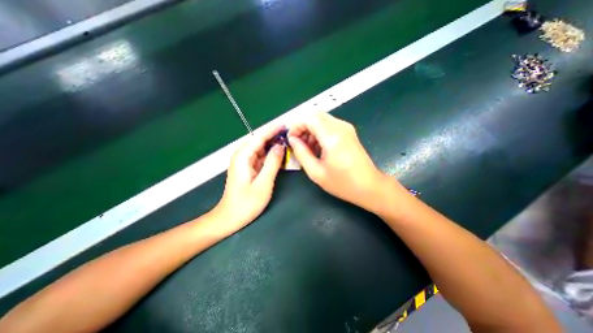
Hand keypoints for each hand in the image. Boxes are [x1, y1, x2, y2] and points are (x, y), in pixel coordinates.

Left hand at [213, 123, 287, 233]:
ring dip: (273, 144)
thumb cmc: (246, 203)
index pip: (259, 137)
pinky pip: (261, 156)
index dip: (272, 129)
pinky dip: (270, 154)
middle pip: (259, 140)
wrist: (230, 218)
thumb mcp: (263, 183)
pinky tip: (280, 153)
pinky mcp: (248, 168)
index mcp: (243, 157)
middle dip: (274, 135)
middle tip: (290, 133)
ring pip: (261, 148)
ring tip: (288, 140)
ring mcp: (245, 162)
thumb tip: (280, 146)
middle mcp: (242, 156)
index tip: (285, 124)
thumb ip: (272, 163)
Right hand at [289, 114, 396, 211]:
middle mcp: (340, 127)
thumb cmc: (342, 183)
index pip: (309, 118)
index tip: (290, 139)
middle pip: (315, 115)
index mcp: (332, 136)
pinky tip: (317, 147)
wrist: (369, 186)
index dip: (296, 126)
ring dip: (310, 129)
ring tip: (306, 147)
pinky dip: (319, 132)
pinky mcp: (349, 132)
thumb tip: (292, 140)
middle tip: (297, 142)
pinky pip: (329, 125)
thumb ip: (301, 153)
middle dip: (302, 126)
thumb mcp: (316, 172)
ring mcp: (346, 128)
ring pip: (322, 119)